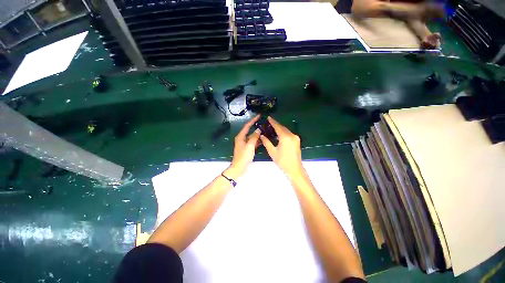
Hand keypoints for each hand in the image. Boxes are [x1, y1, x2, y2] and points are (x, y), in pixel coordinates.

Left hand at [224, 115, 260, 178]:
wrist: (239, 167)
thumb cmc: (243, 156)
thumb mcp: (250, 146)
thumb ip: (254, 137)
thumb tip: (258, 130)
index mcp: (241, 136)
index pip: (247, 126)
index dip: (253, 120)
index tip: (259, 116)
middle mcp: (242, 139)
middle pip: (250, 130)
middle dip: (256, 127)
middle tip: (264, 123)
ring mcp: (245, 144)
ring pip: (252, 137)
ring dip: (258, 134)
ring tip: (266, 130)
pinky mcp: (248, 148)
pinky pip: (253, 142)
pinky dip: (258, 140)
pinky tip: (264, 139)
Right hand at [260, 116, 303, 178]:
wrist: (294, 169)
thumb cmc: (282, 161)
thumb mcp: (272, 151)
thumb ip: (266, 142)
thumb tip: (262, 135)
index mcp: (285, 137)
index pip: (278, 127)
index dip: (273, 122)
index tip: (268, 117)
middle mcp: (292, 135)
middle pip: (282, 128)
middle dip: (276, 125)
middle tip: (269, 122)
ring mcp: (295, 138)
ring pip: (286, 130)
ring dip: (280, 129)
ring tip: (272, 127)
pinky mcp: (297, 141)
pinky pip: (289, 134)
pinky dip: (283, 133)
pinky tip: (279, 134)